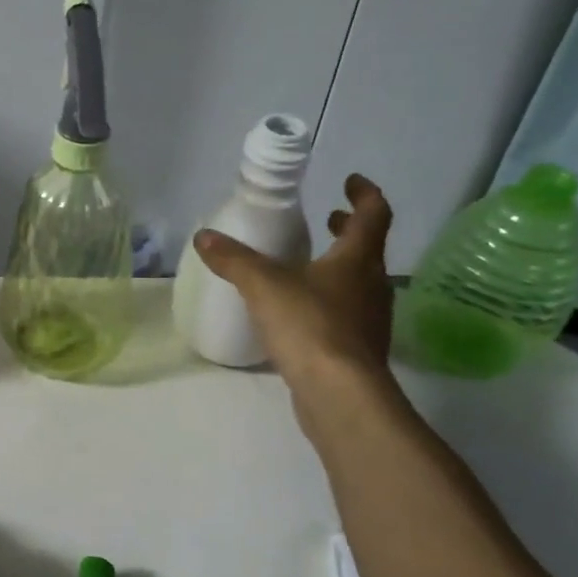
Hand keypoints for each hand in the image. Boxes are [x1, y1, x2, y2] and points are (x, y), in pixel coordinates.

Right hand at [193, 174, 396, 394]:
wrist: (339, 395)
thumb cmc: (310, 327)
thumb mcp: (264, 286)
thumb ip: (234, 260)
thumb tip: (204, 237)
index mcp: (357, 260)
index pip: (373, 215)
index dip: (365, 194)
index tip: (351, 181)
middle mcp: (372, 286)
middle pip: (367, 249)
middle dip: (348, 231)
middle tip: (328, 219)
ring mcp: (370, 321)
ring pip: (359, 283)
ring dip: (339, 267)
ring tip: (308, 265)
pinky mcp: (358, 352)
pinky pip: (347, 314)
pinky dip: (329, 301)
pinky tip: (302, 313)